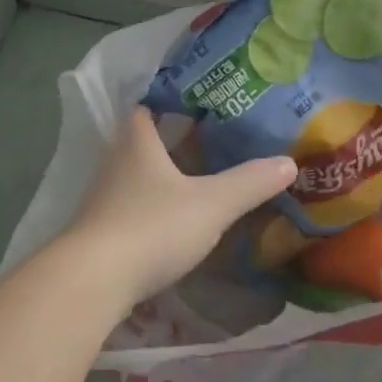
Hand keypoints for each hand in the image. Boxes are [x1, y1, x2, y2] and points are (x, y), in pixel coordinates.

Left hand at [55, 108, 297, 310]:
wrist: (92, 280)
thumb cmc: (152, 227)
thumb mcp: (211, 204)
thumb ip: (249, 183)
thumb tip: (288, 162)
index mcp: (136, 141)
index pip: (147, 107)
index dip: (170, 101)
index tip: (200, 103)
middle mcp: (115, 161)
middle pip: (143, 141)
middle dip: (172, 141)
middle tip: (211, 142)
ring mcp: (103, 197)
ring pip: (136, 176)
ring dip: (161, 177)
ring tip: (199, 181)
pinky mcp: (99, 230)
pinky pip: (130, 207)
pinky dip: (151, 208)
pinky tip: (173, 222)